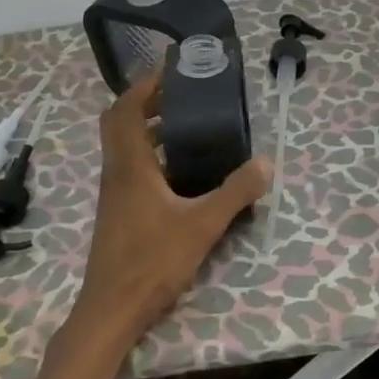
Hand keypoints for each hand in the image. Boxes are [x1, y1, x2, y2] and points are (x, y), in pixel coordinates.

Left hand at [69, 72, 272, 348]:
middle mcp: (116, 172)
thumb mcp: (203, 225)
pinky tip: (180, 173)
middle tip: (181, 95)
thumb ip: (235, 192)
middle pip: (120, 123)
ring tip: (187, 127)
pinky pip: (131, 169)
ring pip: (124, 147)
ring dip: (148, 130)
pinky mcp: (118, 212)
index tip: (172, 70)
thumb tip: (266, 163)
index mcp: (130, 165)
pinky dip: (151, 156)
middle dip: (146, 102)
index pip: (125, 109)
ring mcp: (114, 194)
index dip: (145, 85)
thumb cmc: (153, 261)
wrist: (112, 308)